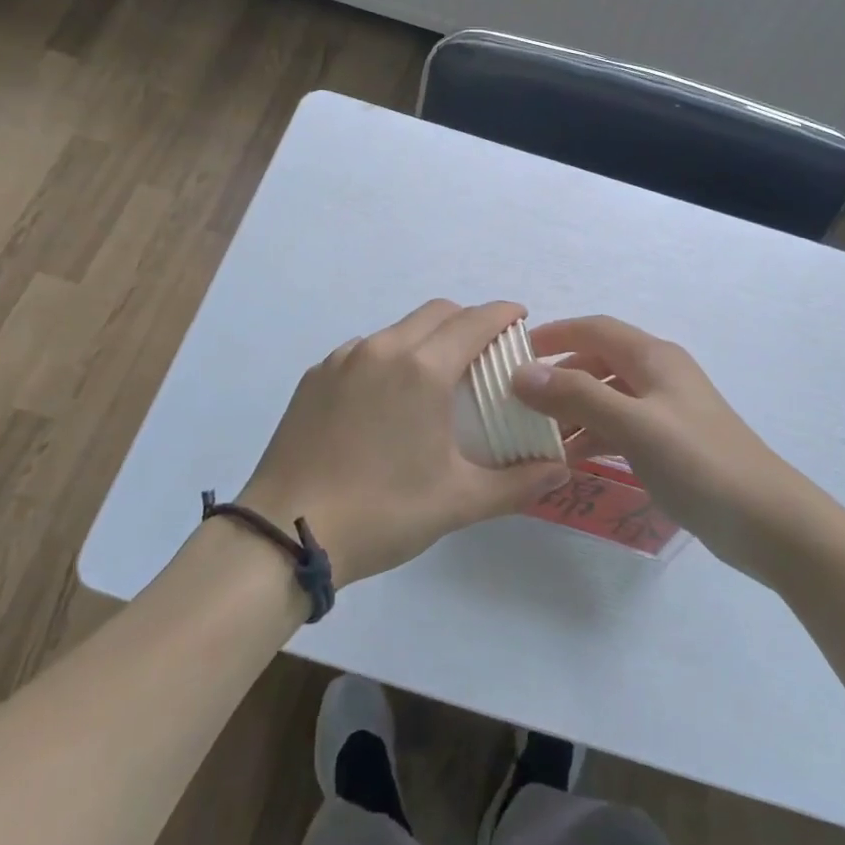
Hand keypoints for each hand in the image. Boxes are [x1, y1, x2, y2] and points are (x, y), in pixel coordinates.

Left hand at [238, 300, 569, 585]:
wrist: (283, 532)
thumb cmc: (382, 512)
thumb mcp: (457, 501)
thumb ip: (516, 482)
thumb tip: (561, 469)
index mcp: (423, 369)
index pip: (475, 320)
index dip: (503, 313)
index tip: (520, 321)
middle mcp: (384, 349)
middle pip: (438, 312)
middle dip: (469, 320)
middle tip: (486, 352)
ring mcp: (344, 359)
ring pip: (399, 328)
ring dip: (427, 337)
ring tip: (436, 378)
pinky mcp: (316, 376)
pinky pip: (365, 349)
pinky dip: (390, 356)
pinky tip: (387, 399)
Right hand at [511, 315, 799, 576]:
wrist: (767, 521)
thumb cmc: (699, 462)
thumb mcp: (634, 425)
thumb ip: (578, 396)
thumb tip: (522, 373)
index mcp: (654, 357)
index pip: (595, 329)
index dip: (554, 334)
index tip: (514, 353)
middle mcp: (659, 375)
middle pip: (598, 362)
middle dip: (558, 376)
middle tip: (517, 401)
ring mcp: (666, 411)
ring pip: (607, 397)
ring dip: (572, 410)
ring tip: (535, 435)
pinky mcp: (669, 444)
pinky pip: (619, 427)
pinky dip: (593, 435)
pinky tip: (570, 459)